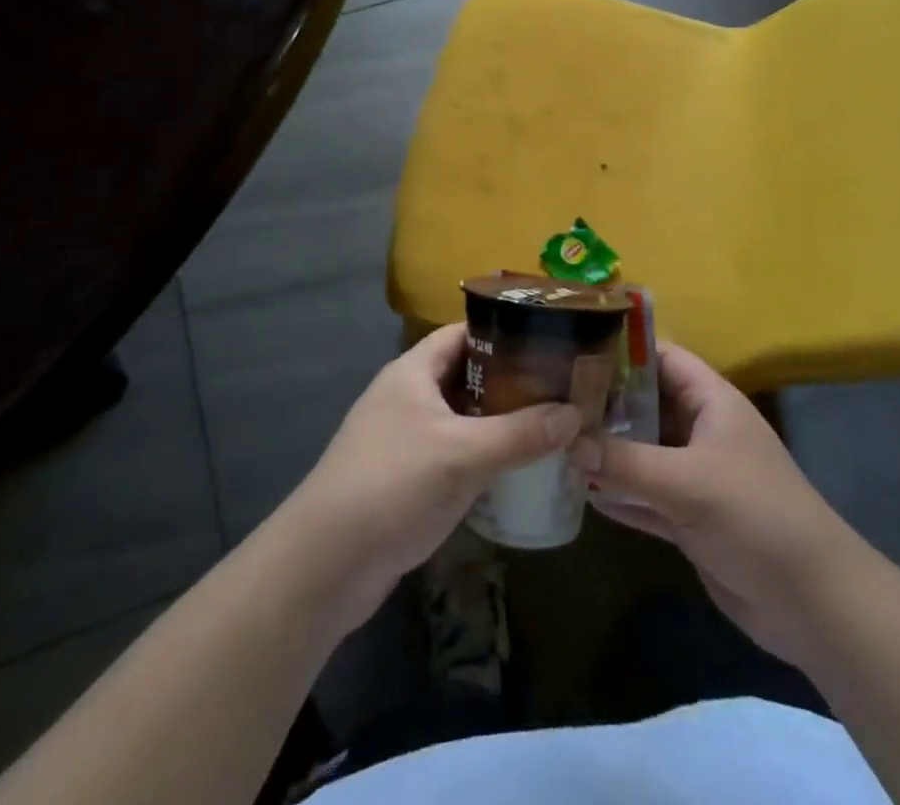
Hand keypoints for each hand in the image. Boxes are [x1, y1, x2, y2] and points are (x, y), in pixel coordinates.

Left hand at [284, 325, 581, 636]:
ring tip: (549, 424)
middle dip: (509, 382)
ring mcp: (403, 440)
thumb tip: (576, 415)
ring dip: (498, 422)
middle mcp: (407, 397)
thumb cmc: (392, 486)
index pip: (464, 334)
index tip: (547, 340)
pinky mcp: (405, 480)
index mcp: (412, 372)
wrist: (324, 567)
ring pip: (461, 418)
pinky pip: (453, 454)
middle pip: (466, 375)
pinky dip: (482, 456)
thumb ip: (521, 434)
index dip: (504, 332)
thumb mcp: (463, 455)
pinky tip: (515, 469)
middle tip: (559, 387)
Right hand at [570, 343, 862, 671]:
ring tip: (554, 442)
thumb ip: (626, 462)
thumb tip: (568, 441)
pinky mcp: (689, 519)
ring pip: (642, 453)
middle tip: (551, 400)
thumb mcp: (688, 483)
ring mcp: (694, 476)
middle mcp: (701, 431)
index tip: (573, 349)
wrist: (812, 602)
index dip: (623, 351)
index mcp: (712, 402)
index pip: (663, 358)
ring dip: (606, 452)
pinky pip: (645, 497)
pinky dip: (618, 495)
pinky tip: (579, 493)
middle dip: (604, 405)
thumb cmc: (756, 516)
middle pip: (646, 405)